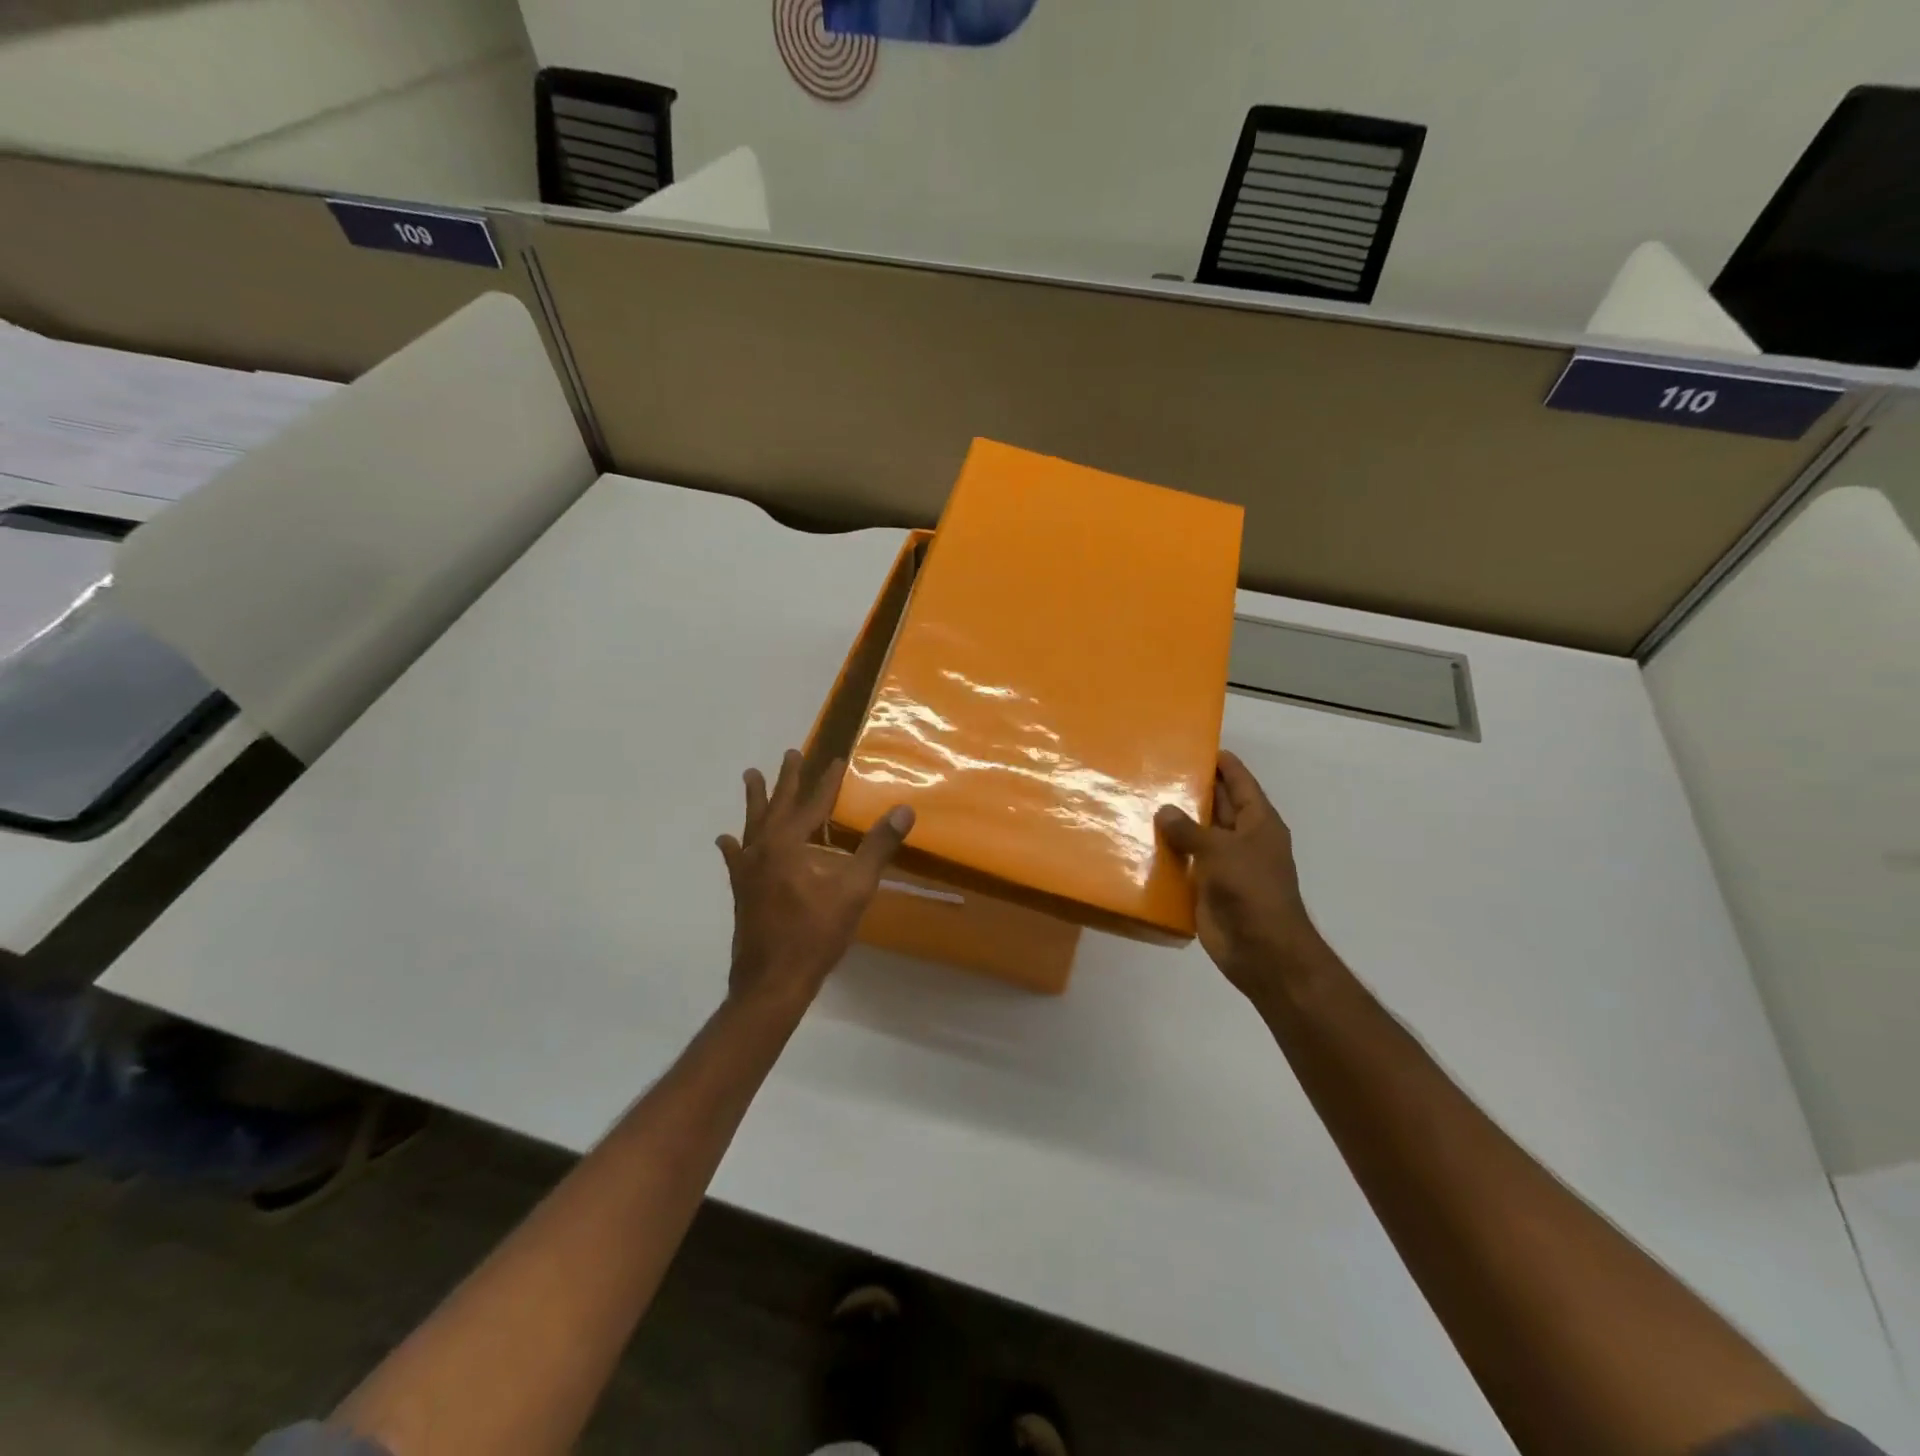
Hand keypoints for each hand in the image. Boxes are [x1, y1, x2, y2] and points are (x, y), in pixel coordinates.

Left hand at [717, 750, 914, 1011]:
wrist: (772, 983)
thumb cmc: (815, 935)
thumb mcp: (854, 891)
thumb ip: (877, 848)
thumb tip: (903, 810)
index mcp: (789, 844)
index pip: (813, 803)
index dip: (826, 781)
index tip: (836, 759)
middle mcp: (763, 849)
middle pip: (777, 805)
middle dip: (787, 779)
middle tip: (791, 753)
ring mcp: (748, 870)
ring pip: (752, 824)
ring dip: (756, 799)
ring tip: (752, 775)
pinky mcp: (742, 891)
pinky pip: (736, 857)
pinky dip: (734, 844)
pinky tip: (726, 840)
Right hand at [1155, 751, 1327, 1001]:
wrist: (1261, 950)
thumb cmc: (1251, 890)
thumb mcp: (1220, 850)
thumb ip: (1189, 830)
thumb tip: (1164, 810)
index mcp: (1258, 823)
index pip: (1241, 783)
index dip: (1224, 765)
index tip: (1199, 746)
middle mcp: (1242, 840)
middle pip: (1218, 807)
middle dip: (1193, 791)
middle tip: (1159, 770)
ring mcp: (1225, 865)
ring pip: (1197, 836)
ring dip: (1175, 824)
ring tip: (1141, 801)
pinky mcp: (1206, 888)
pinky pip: (1184, 864)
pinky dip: (1167, 855)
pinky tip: (1140, 843)